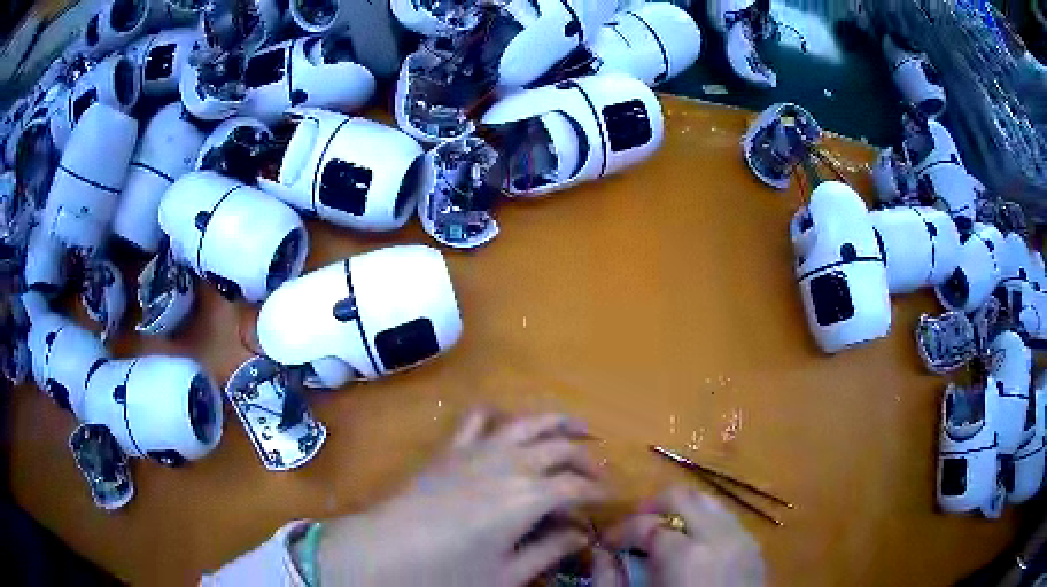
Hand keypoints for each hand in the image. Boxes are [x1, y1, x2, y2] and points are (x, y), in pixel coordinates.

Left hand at [318, 409, 606, 586]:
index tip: (610, 499)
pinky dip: (501, 416)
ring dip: (556, 422)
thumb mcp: (506, 574)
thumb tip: (581, 534)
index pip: (577, 486)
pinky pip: (479, 418)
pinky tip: (509, 425)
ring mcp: (476, 450)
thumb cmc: (446, 574)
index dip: (599, 492)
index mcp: (527, 497)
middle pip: (560, 448)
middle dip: (586, 457)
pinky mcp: (450, 449)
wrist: (382, 553)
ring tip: (577, 427)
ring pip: (527, 422)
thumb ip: (548, 551)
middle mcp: (508, 463)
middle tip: (598, 474)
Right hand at [594, 487, 765, 586]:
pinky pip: (728, 520)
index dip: (620, 530)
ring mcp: (743, 539)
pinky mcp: (755, 549)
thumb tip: (600, 554)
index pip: (645, 524)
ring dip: (681, 512)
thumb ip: (608, 579)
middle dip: (652, 507)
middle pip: (683, 497)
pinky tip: (693, 547)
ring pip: (709, 502)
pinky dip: (705, 523)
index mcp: (684, 554)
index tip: (607, 543)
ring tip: (663, 535)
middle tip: (634, 530)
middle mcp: (718, 536)